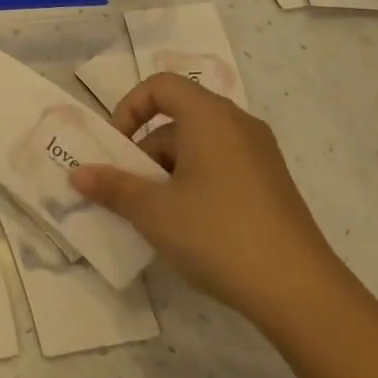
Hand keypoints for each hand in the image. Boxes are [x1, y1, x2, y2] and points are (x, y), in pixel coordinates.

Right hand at [69, 74, 353, 331]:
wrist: (299, 291)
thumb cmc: (217, 234)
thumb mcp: (153, 211)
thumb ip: (113, 187)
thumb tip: (78, 174)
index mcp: (210, 116)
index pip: (161, 86)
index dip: (129, 108)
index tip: (115, 147)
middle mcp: (238, 125)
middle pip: (178, 119)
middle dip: (145, 151)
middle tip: (128, 192)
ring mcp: (260, 156)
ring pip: (198, 148)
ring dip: (167, 173)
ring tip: (155, 217)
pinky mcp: (271, 185)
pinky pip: (220, 168)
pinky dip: (194, 185)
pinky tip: (188, 228)